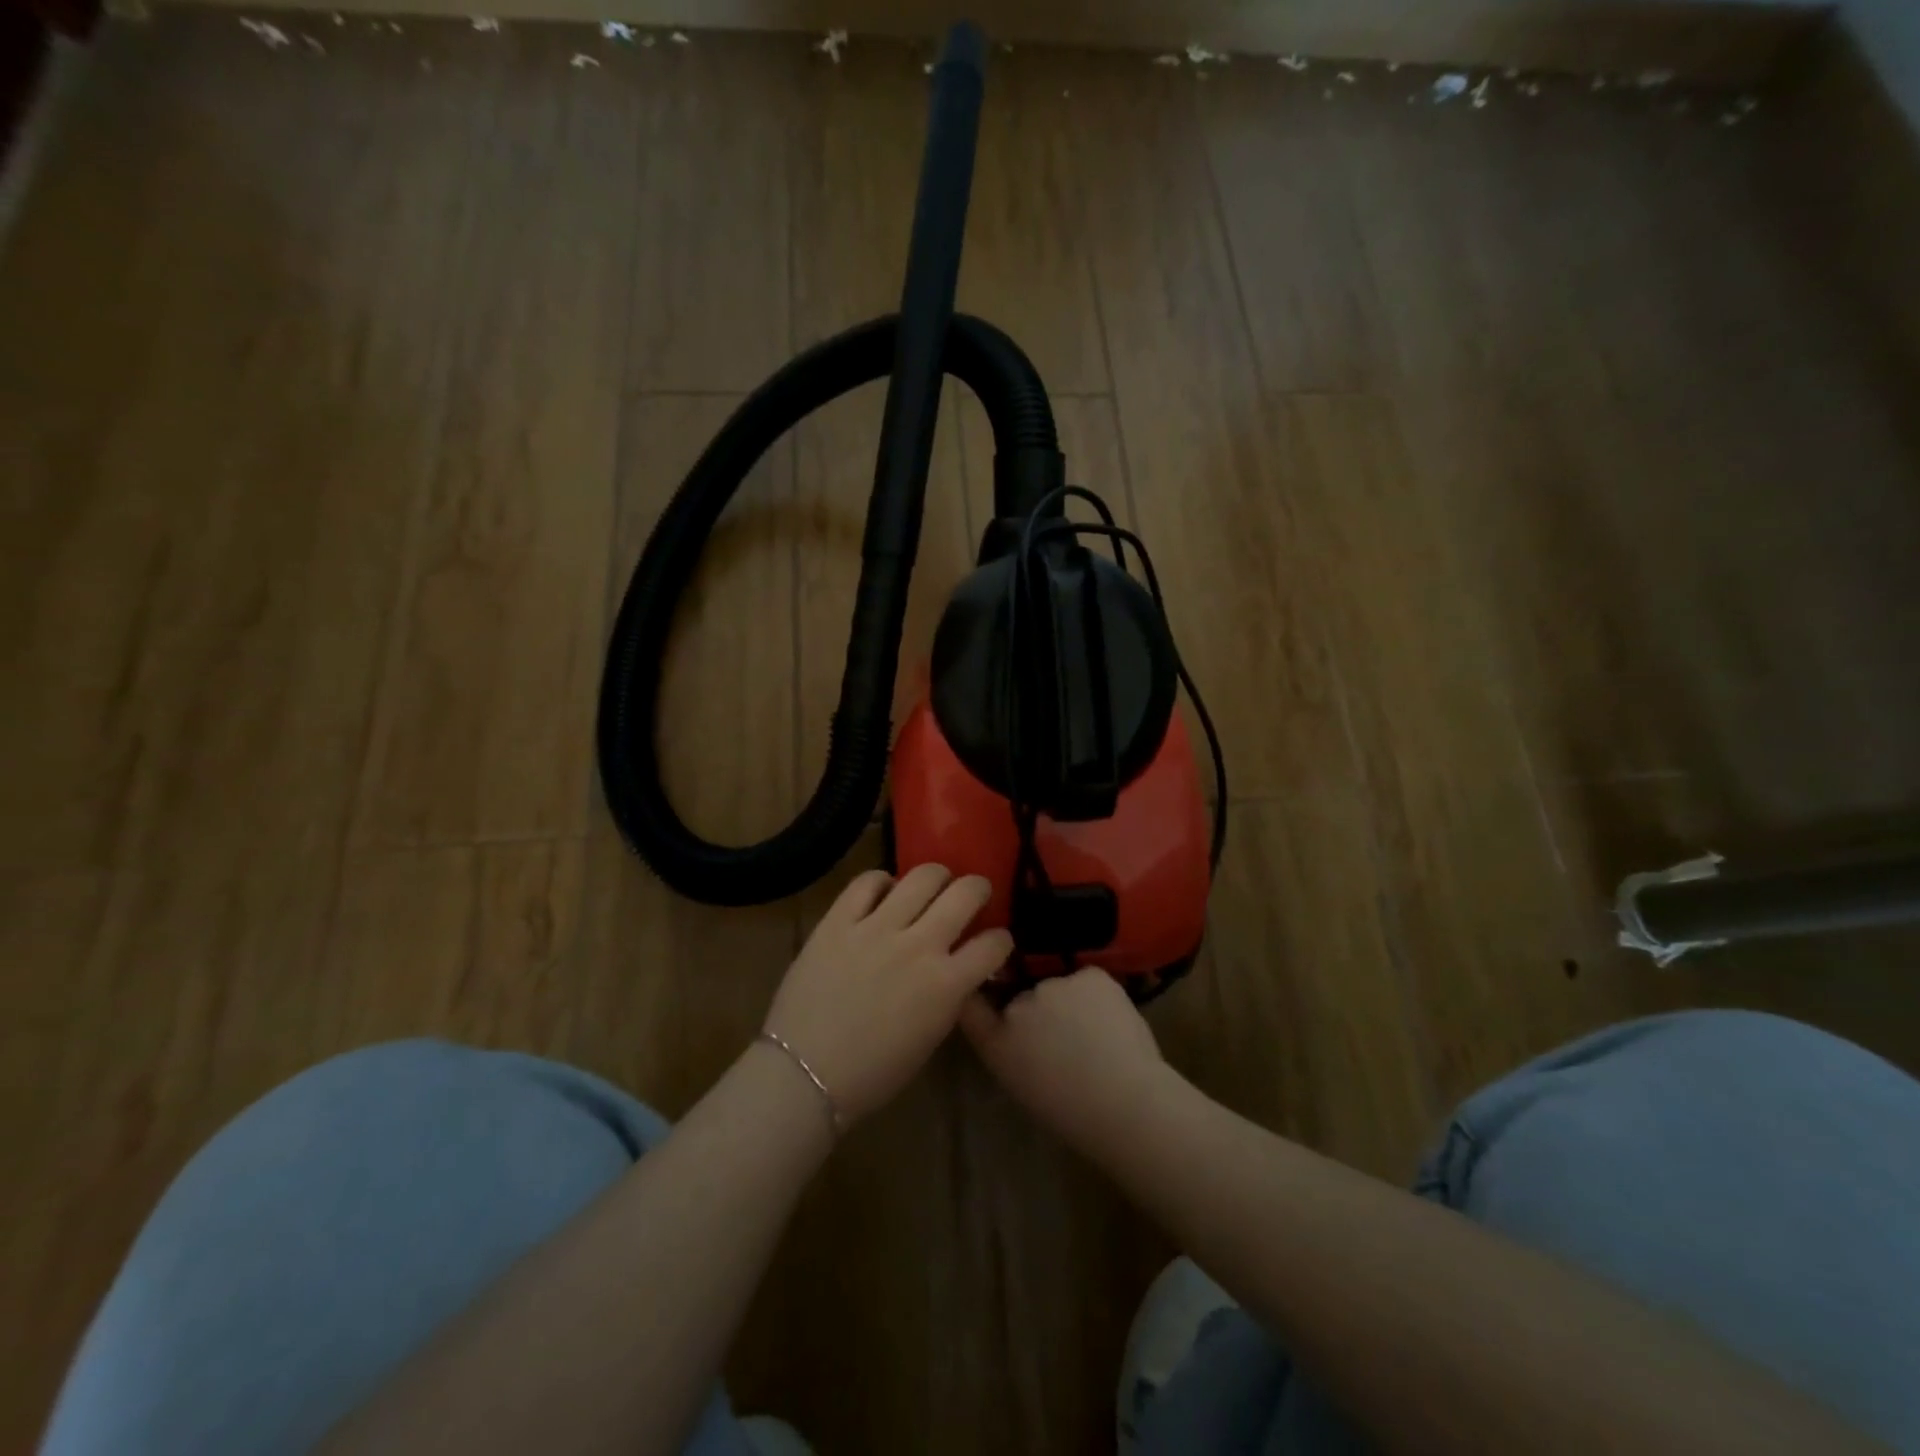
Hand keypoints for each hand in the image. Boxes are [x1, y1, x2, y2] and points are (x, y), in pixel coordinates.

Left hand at [764, 865, 1013, 1124]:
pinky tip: (883, 893)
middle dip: (977, 888)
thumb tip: (956, 968)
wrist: (804, 1074)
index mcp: (946, 984)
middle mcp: (919, 946)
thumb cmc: (872, 1073)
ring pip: (922, 876)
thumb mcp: (929, 1037)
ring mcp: (876, 928)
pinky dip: (882, 882)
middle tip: (972, 894)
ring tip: (931, 885)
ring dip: (936, 877)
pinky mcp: (839, 921)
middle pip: (965, 893)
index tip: (994, 941)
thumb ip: (949, 995)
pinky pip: (867, 882)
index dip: (1000, 940)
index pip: (994, 944)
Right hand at [961, 967, 1172, 1149]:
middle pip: (1024, 995)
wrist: (1126, 1103)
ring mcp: (1054, 984)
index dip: (981, 995)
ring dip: (1069, 1001)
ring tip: (1093, 1033)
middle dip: (1039, 1009)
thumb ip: (1007, 1047)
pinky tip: (1111, 1022)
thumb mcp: (1023, 1084)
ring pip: (1059, 986)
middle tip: (1064, 1036)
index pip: (972, 1003)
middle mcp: (1018, 1004)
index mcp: (996, 1040)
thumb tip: (1015, 1030)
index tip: (993, 1000)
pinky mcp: (1089, 975)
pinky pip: (1088, 980)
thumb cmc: (1072, 1112)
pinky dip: (1096, 995)